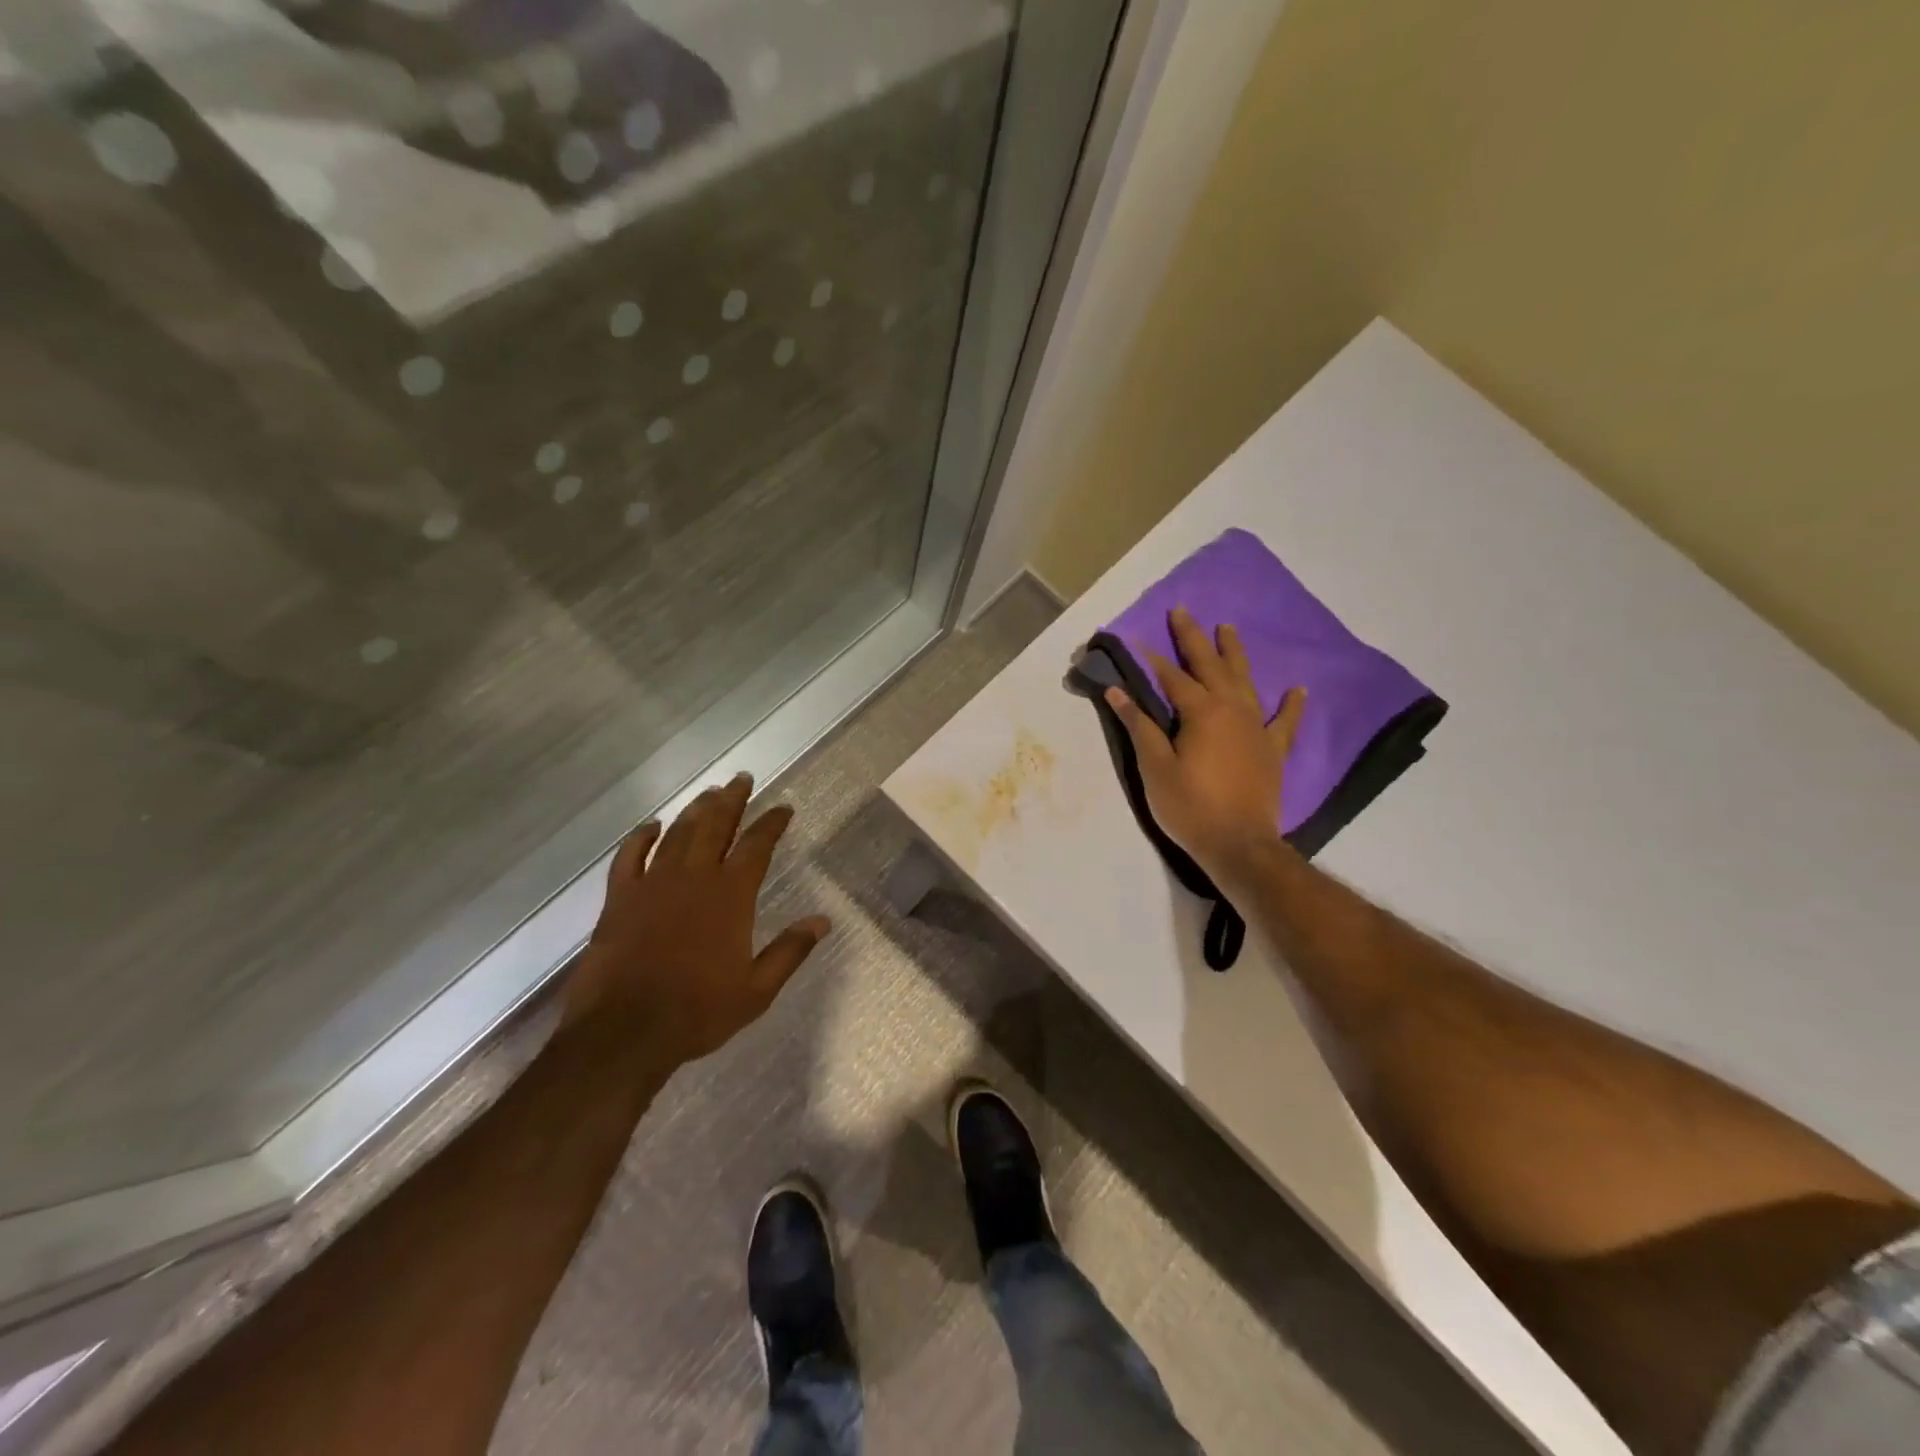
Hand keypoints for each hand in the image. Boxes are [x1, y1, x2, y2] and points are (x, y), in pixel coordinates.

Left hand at [562, 774, 830, 1065]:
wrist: (623, 1032)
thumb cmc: (697, 1011)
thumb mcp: (757, 989)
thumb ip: (790, 951)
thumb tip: (823, 921)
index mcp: (730, 895)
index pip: (757, 846)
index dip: (772, 823)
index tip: (784, 808)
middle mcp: (694, 878)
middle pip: (716, 826)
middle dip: (732, 800)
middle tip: (742, 778)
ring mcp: (653, 884)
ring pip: (678, 834)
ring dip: (695, 810)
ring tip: (709, 792)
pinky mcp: (620, 898)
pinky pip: (629, 856)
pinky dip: (641, 837)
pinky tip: (652, 826)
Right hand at [1102, 606, 1305, 891]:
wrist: (1239, 845)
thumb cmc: (1190, 806)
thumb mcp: (1154, 767)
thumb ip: (1139, 725)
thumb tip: (1117, 690)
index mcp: (1201, 712)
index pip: (1172, 677)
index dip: (1152, 659)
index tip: (1137, 641)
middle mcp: (1232, 709)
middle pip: (1210, 666)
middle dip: (1194, 638)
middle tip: (1183, 611)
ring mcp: (1257, 728)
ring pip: (1245, 681)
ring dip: (1234, 654)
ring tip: (1228, 629)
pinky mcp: (1273, 749)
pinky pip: (1285, 721)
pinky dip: (1291, 704)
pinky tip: (1297, 689)